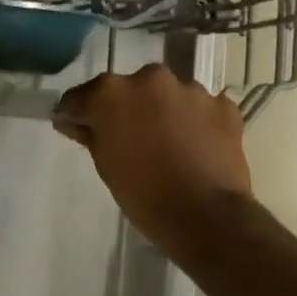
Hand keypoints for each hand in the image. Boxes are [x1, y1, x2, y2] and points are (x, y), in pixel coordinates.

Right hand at [54, 64, 252, 265]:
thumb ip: (90, 133)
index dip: (75, 113)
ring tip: (166, 142)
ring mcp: (190, 90)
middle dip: (123, 108)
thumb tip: (76, 122)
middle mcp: (149, 79)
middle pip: (127, 89)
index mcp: (111, 92)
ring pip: (165, 96)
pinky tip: (194, 146)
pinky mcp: (223, 105)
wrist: (206, 216)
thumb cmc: (143, 194)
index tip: (74, 126)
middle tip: (126, 136)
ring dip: (161, 112)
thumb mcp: (104, 164)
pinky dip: (194, 121)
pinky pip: (199, 108)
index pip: (81, 97)